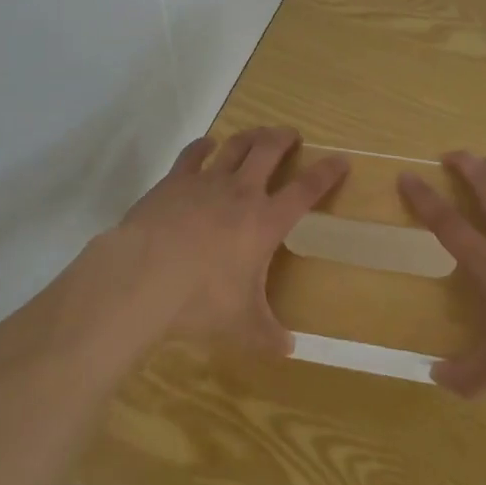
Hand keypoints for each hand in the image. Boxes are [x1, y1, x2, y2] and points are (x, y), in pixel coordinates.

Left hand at [111, 127, 347, 354]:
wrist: (144, 275)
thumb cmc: (201, 300)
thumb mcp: (242, 326)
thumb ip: (268, 336)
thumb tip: (289, 351)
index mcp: (265, 221)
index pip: (305, 190)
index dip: (326, 173)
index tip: (341, 159)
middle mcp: (240, 192)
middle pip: (269, 151)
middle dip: (284, 138)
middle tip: (292, 134)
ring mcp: (206, 181)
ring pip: (235, 145)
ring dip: (250, 136)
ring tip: (258, 133)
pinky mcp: (175, 180)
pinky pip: (193, 153)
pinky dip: (204, 145)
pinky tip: (207, 144)